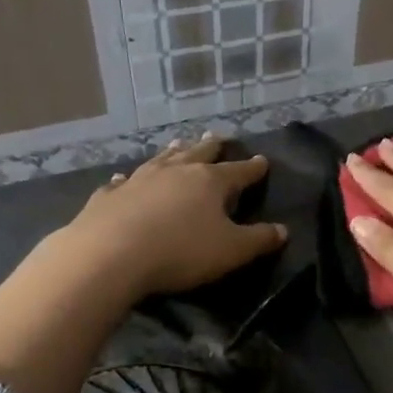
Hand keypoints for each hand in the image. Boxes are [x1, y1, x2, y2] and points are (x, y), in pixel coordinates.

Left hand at [57, 135, 285, 298]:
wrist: (110, 255)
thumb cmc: (180, 251)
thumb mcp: (231, 251)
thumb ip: (259, 239)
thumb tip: (282, 230)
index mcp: (210, 182)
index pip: (239, 171)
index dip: (253, 168)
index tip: (263, 160)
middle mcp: (176, 171)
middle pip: (198, 153)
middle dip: (211, 147)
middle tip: (218, 137)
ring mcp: (139, 179)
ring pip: (161, 159)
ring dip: (172, 151)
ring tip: (178, 143)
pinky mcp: (109, 196)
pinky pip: (122, 182)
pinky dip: (128, 179)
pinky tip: (123, 178)